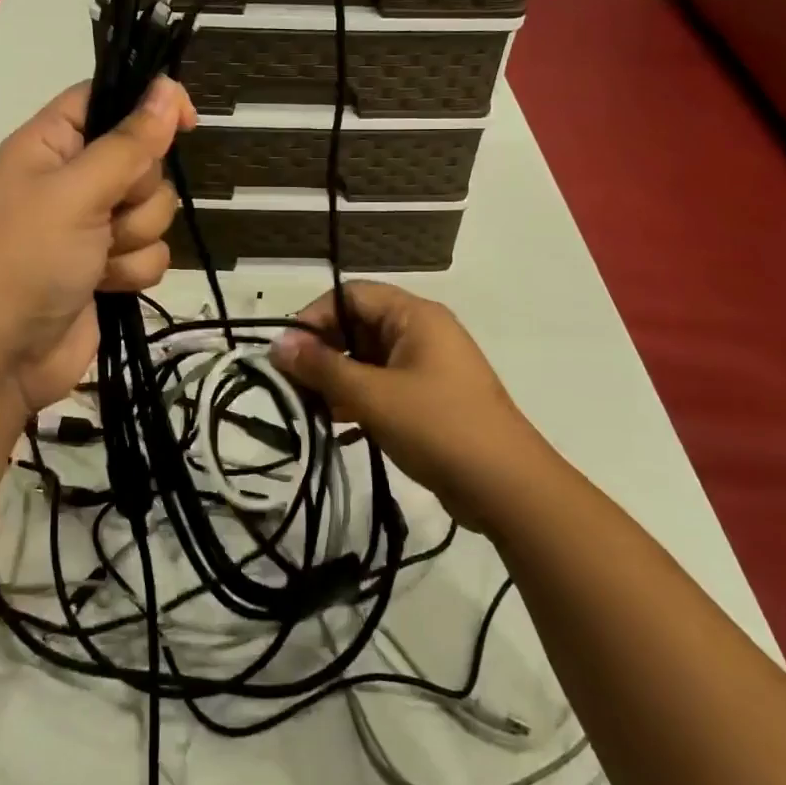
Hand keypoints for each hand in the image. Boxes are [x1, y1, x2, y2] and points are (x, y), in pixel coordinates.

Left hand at [0, 76, 194, 413]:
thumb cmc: (24, 259)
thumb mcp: (76, 192)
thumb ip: (130, 143)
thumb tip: (169, 87)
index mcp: (51, 144)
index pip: (106, 99)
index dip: (148, 104)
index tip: (187, 120)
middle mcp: (73, 179)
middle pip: (143, 159)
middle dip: (136, 192)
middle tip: (105, 214)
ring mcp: (92, 225)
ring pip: (154, 210)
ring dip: (134, 236)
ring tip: (97, 258)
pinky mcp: (108, 266)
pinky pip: (151, 252)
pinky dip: (133, 270)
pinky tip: (106, 285)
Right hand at [272, 281, 546, 532]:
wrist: (508, 488)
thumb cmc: (439, 427)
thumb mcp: (373, 395)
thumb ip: (323, 367)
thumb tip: (277, 344)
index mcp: (415, 316)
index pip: (351, 295)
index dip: (315, 317)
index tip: (287, 352)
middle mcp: (422, 332)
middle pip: (358, 326)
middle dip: (323, 352)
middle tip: (292, 384)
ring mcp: (428, 367)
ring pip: (369, 359)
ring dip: (338, 379)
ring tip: (309, 408)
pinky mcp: (430, 399)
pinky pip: (383, 385)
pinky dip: (358, 399)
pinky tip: (336, 425)